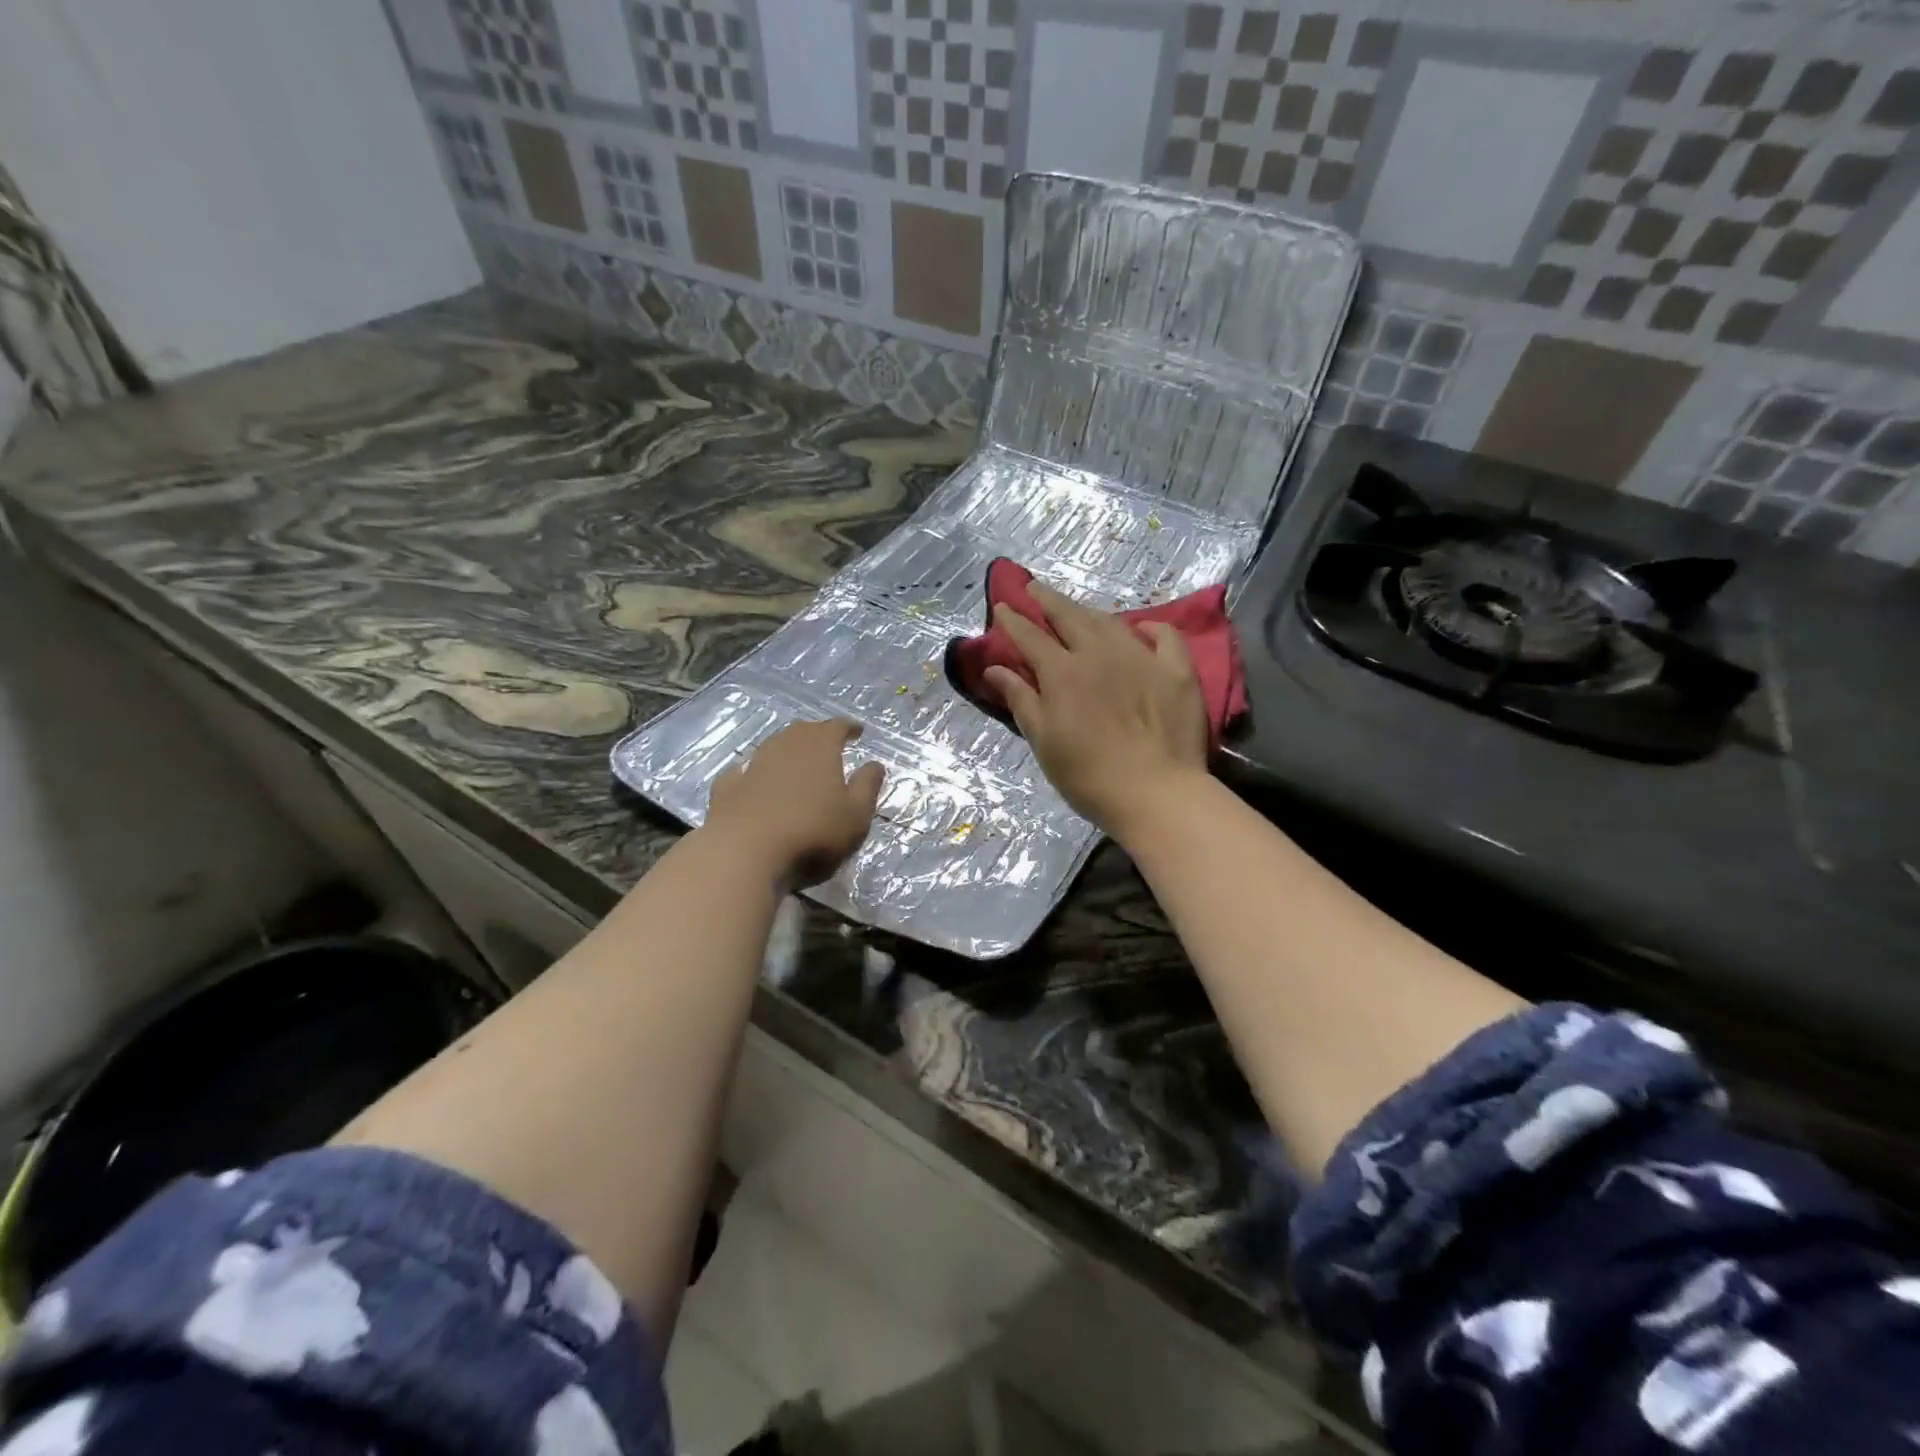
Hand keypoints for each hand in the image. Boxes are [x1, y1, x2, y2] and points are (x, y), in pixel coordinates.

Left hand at [705, 719, 885, 888]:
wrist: (744, 853)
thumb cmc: (813, 833)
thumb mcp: (856, 815)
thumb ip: (867, 786)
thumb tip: (875, 764)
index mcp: (820, 747)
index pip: (837, 727)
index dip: (849, 727)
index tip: (858, 730)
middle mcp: (785, 746)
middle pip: (803, 731)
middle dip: (817, 734)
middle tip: (828, 742)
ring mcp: (753, 765)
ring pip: (773, 747)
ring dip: (786, 750)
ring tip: (796, 760)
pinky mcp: (727, 788)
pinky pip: (742, 771)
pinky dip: (752, 772)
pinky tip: (750, 777)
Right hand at [985, 582, 1208, 841]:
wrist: (1157, 793)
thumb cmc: (1089, 776)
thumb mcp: (1044, 741)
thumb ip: (1021, 700)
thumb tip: (995, 668)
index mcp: (1063, 673)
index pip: (1031, 637)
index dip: (1014, 620)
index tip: (1002, 606)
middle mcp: (1100, 654)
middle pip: (1070, 616)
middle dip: (1048, 600)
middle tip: (1034, 588)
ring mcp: (1142, 658)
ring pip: (1111, 622)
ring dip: (1089, 611)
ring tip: (1077, 608)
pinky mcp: (1177, 671)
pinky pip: (1165, 637)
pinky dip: (1151, 627)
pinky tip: (1143, 628)